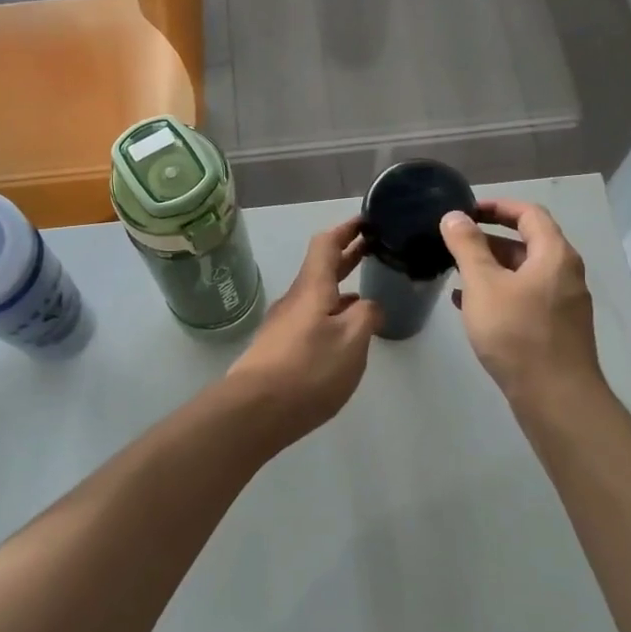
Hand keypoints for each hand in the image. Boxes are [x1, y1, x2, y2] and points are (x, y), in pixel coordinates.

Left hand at [227, 217, 383, 447]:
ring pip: (318, 296)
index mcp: (313, 288)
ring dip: (341, 288)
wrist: (255, 410)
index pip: (327, 244)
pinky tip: (345, 333)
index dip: (346, 229)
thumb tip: (368, 306)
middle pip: (322, 268)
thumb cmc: (308, 368)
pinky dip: (332, 314)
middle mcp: (295, 299)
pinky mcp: (280, 348)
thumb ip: (366, 316)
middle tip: (375, 248)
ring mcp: (284, 324)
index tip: (367, 221)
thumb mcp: (352, 341)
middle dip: (347, 256)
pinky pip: (312, 319)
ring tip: (368, 293)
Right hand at [440, 200, 602, 404]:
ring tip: (455, 273)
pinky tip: (468, 306)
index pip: (529, 213)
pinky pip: (524, 298)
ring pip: (523, 273)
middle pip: (527, 243)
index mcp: (554, 255)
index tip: (466, 211)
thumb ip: (467, 246)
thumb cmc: (517, 333)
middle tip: (454, 243)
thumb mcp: (483, 284)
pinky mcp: (554, 328)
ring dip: (490, 268)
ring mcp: (562, 303)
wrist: (555, 397)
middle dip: (488, 240)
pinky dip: (498, 293)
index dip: (497, 206)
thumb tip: (454, 216)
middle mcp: (565, 274)